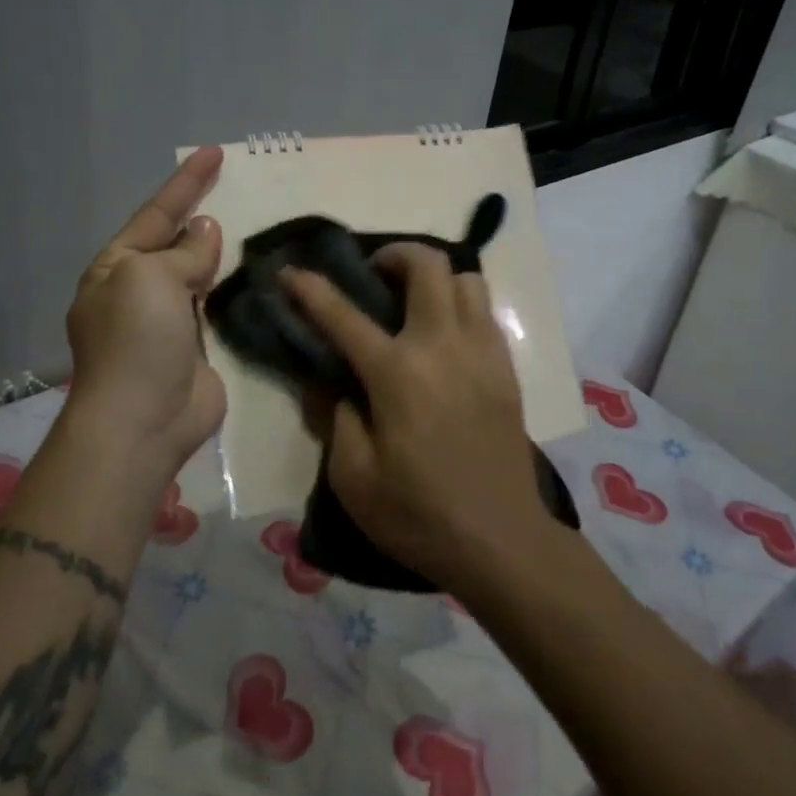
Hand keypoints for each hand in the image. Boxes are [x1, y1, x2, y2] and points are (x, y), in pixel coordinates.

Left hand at [62, 146, 226, 482]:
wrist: (142, 421)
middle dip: (202, 215)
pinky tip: (255, 275)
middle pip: (176, 242)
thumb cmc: (136, 339)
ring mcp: (167, 322)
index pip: (156, 214)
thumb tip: (206, 232)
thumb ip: (184, 252)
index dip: (186, 183)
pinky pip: (216, 307)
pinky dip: (232, 289)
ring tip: (253, 224)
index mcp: (116, 268)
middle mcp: (138, 290)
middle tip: (237, 187)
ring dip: (219, 253)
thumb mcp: (150, 277)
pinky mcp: (195, 348)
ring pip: (198, 274)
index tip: (214, 152)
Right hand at [281, 245, 553, 589]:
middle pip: (426, 265)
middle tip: (374, 276)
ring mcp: (481, 352)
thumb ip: (335, 417)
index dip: (310, 288)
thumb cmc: (418, 514)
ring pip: (465, 279)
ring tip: (414, 303)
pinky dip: (460, 304)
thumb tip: (330, 382)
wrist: (500, 540)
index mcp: (397, 373)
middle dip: (394, 255)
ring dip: (435, 278)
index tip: (289, 272)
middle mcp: (442, 345)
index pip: (343, 314)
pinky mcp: (506, 367)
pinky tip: (444, 336)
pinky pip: (485, 311)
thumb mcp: (352, 477)